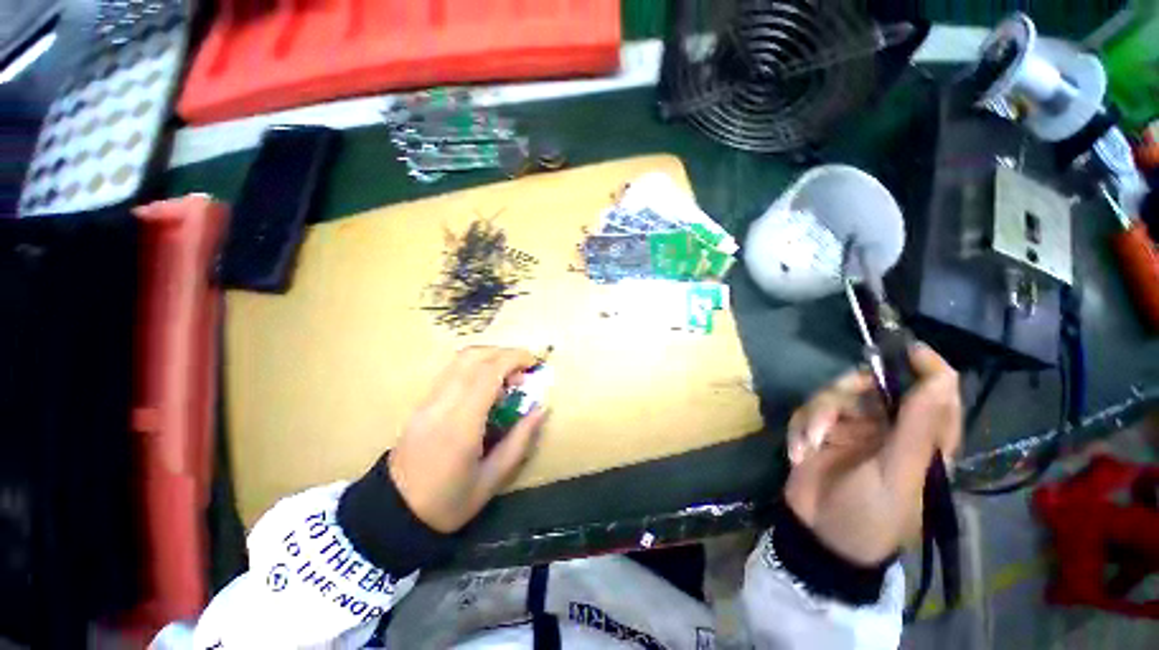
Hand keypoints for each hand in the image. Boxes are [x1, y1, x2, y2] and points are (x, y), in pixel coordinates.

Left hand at [388, 347, 546, 532]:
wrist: (393, 513)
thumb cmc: (448, 502)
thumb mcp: (492, 479)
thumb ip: (520, 440)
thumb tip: (540, 408)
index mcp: (461, 423)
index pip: (488, 372)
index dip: (514, 359)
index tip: (534, 363)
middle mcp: (442, 403)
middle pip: (472, 356)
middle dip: (503, 353)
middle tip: (523, 369)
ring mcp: (428, 400)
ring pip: (460, 360)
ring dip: (489, 358)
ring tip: (508, 377)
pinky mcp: (422, 403)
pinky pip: (452, 372)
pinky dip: (476, 368)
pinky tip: (487, 387)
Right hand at [784, 343, 960, 564]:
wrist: (821, 537)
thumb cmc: (872, 514)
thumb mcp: (898, 474)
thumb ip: (917, 428)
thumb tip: (941, 378)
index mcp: (922, 437)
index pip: (938, 390)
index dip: (926, 366)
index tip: (904, 348)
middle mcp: (888, 425)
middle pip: (871, 382)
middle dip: (844, 393)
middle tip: (833, 406)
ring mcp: (851, 426)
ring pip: (833, 394)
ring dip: (816, 417)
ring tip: (809, 444)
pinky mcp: (820, 430)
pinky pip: (807, 411)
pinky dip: (800, 430)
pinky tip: (798, 453)